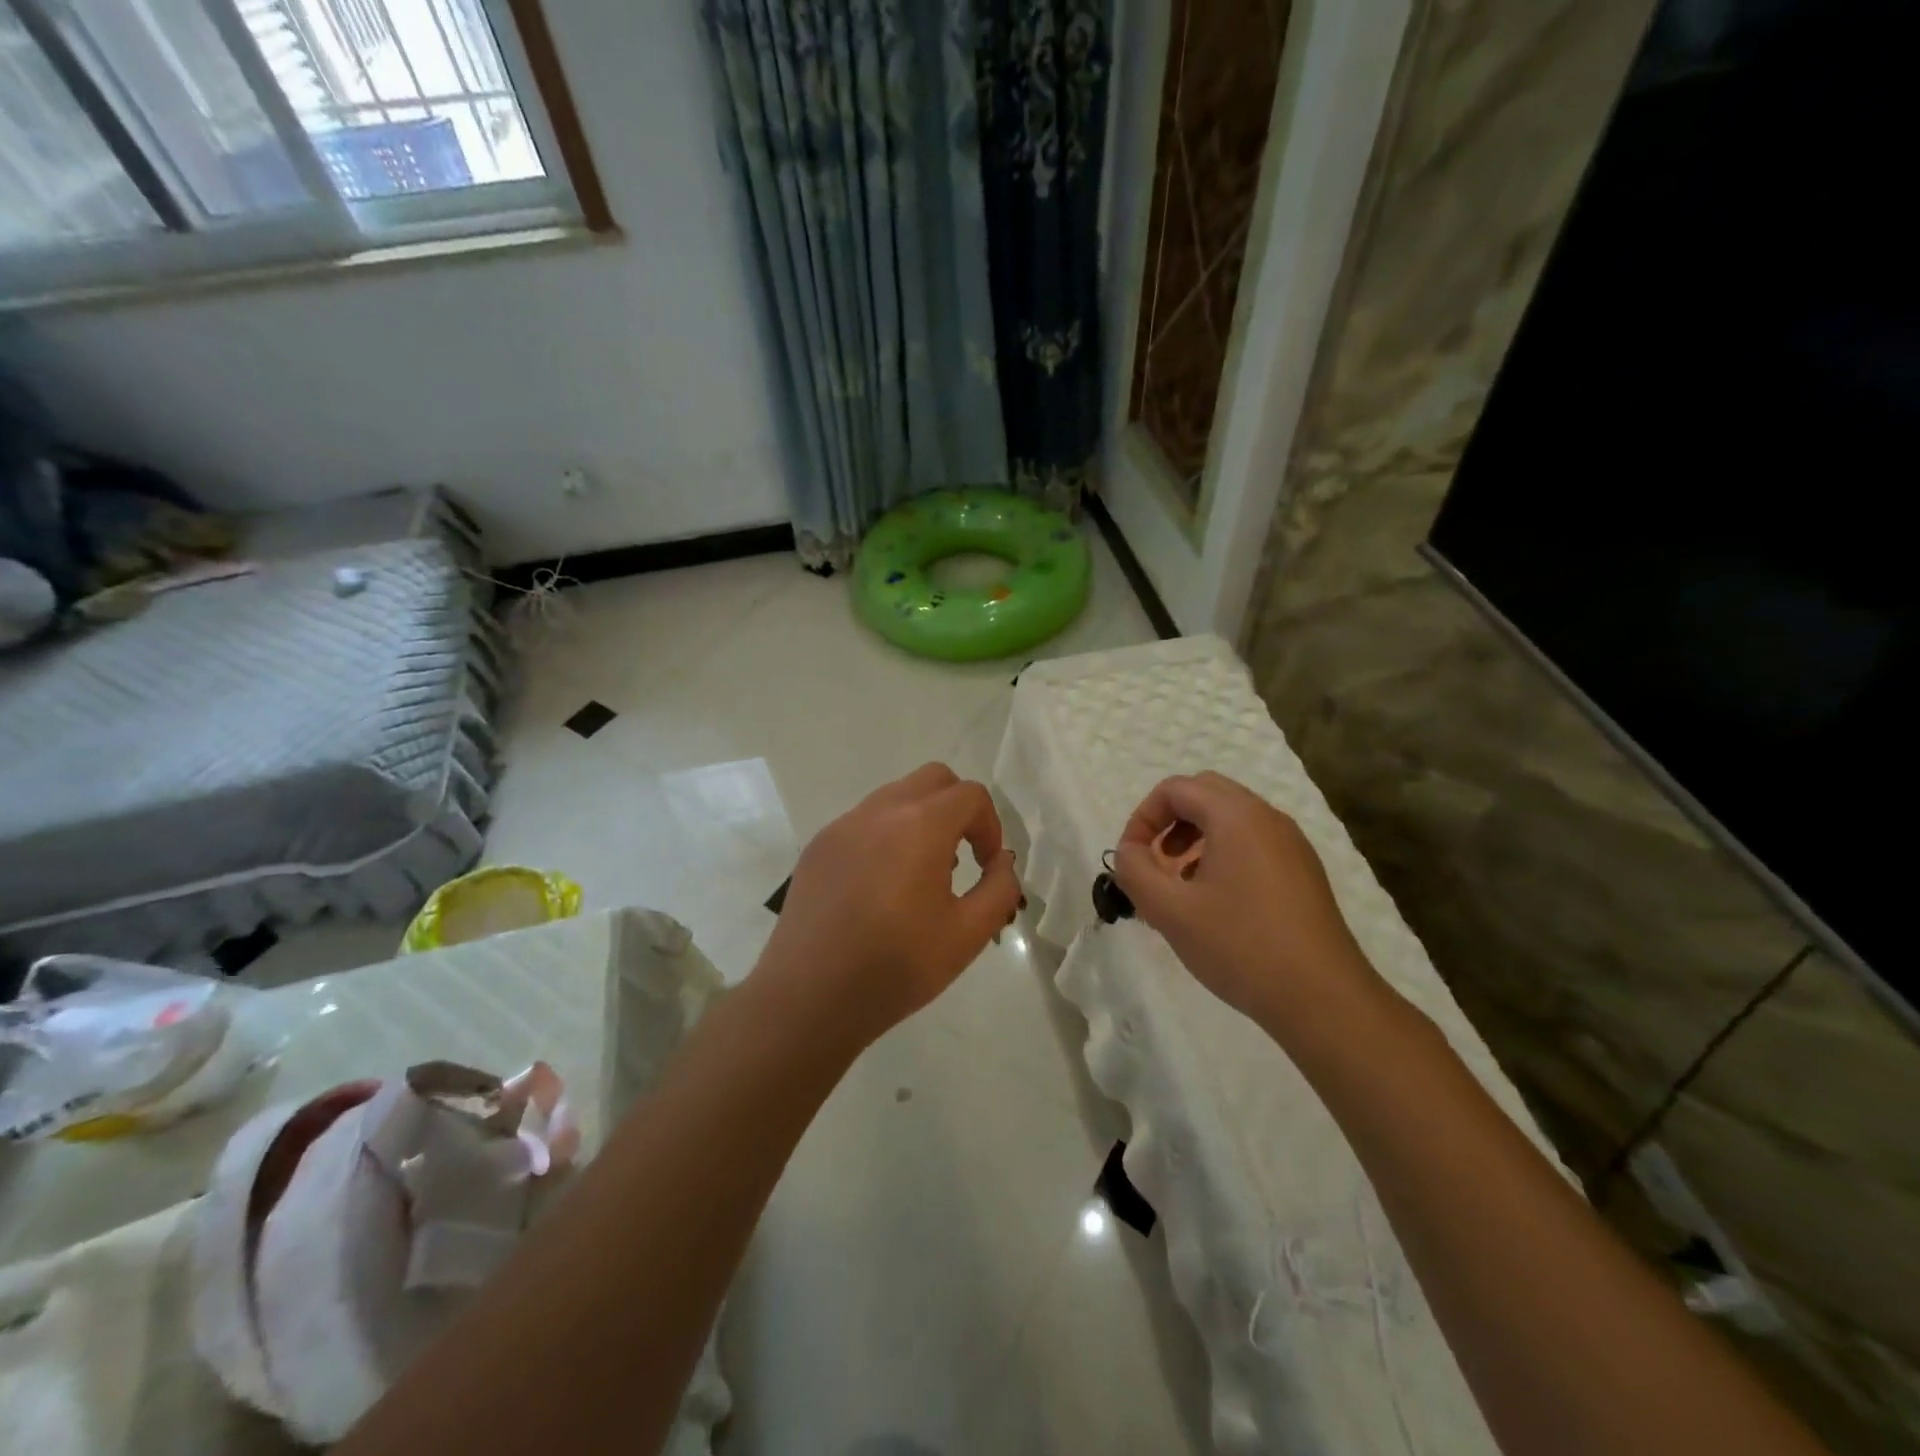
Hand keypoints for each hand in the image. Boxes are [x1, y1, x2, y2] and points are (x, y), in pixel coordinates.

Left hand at [757, 764, 1022, 1043]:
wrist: (808, 997)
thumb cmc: (895, 967)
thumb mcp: (968, 935)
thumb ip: (999, 889)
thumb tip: (1001, 862)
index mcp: (920, 826)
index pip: (970, 795)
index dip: (990, 826)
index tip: (986, 866)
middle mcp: (879, 811)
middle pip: (933, 779)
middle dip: (958, 808)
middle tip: (961, 857)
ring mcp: (842, 826)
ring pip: (895, 796)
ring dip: (921, 820)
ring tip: (920, 876)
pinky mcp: (818, 846)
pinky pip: (864, 822)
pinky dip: (886, 836)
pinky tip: (880, 888)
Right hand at [1111, 772, 1383, 1039]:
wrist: (1323, 999)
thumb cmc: (1240, 947)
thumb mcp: (1169, 911)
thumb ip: (1134, 871)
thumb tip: (1128, 852)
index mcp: (1236, 816)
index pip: (1175, 789)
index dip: (1142, 818)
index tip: (1131, 859)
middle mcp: (1268, 818)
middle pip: (1205, 794)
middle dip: (1169, 822)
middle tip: (1156, 864)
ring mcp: (1292, 845)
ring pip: (1231, 819)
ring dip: (1195, 839)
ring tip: (1181, 887)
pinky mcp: (1303, 873)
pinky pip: (1253, 843)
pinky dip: (1223, 855)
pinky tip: (1216, 904)